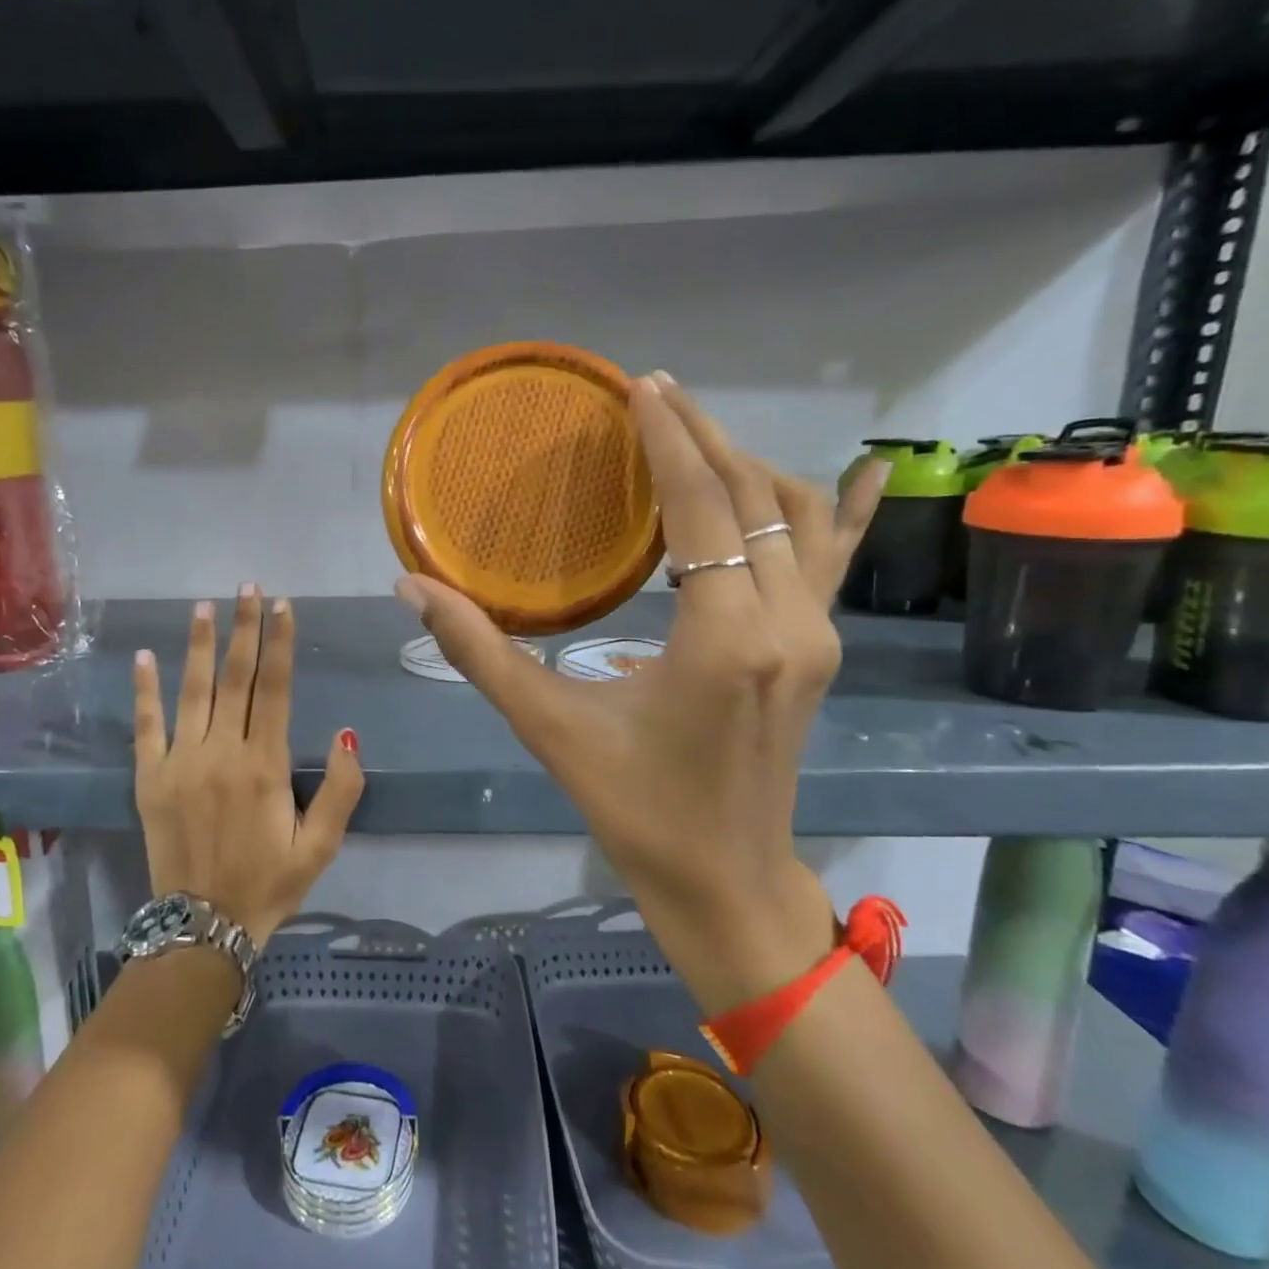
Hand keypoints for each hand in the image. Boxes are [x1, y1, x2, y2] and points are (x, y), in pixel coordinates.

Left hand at [133, 586, 363, 947]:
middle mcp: (222, 753)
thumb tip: (346, 731)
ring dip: (199, 645)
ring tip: (204, 606)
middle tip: (248, 587)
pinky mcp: (149, 779)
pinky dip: (145, 690)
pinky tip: (144, 656)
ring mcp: (180, 762)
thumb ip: (343, 788)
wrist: (202, 928)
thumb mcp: (322, 845)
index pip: (276, 689)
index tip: (283, 606)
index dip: (280, 644)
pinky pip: (146, 726)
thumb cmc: (270, 883)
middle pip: (236, 678)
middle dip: (244, 629)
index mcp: (265, 765)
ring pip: (193, 691)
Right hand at [398, 374, 888, 1010]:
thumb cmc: (636, 810)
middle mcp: (787, 623)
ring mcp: (817, 636)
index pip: (702, 508)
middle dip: (705, 437)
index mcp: (725, 638)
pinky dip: (836, 509)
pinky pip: (833, 560)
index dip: (671, 441)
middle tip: (655, 395)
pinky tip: (858, 469)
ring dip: (748, 466)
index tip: (640, 388)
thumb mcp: (550, 729)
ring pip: (798, 518)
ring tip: (697, 436)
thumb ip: (480, 652)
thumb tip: (410, 588)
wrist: (726, 881)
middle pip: (753, 497)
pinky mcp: (821, 651)